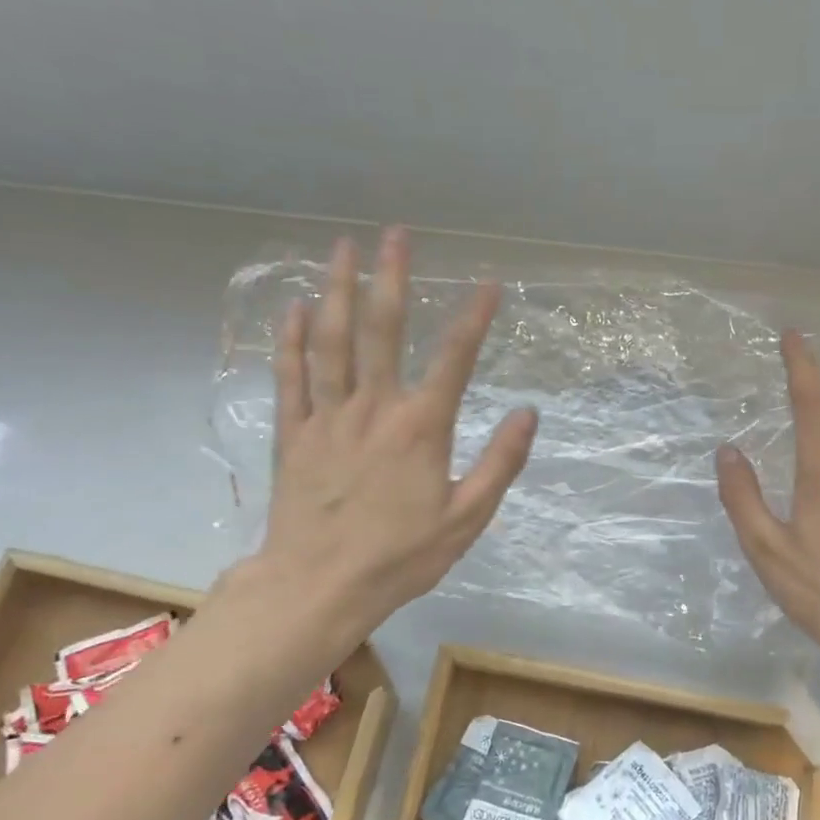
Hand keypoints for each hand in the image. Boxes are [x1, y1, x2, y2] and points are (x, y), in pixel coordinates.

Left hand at [242, 228, 537, 632]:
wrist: (319, 586)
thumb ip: (499, 463)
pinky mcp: (294, 435)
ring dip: (337, 291)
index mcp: (421, 428)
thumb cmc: (401, 557)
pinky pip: (291, 377)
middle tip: (395, 234)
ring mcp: (327, 418)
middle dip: (391, 278)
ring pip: (331, 342)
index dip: (474, 318)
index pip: (454, 359)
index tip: (489, 283)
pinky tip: (292, 309)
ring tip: (341, 249)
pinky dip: (291, 340)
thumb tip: (528, 414)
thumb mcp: (467, 518)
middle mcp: (373, 409)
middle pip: (381, 331)